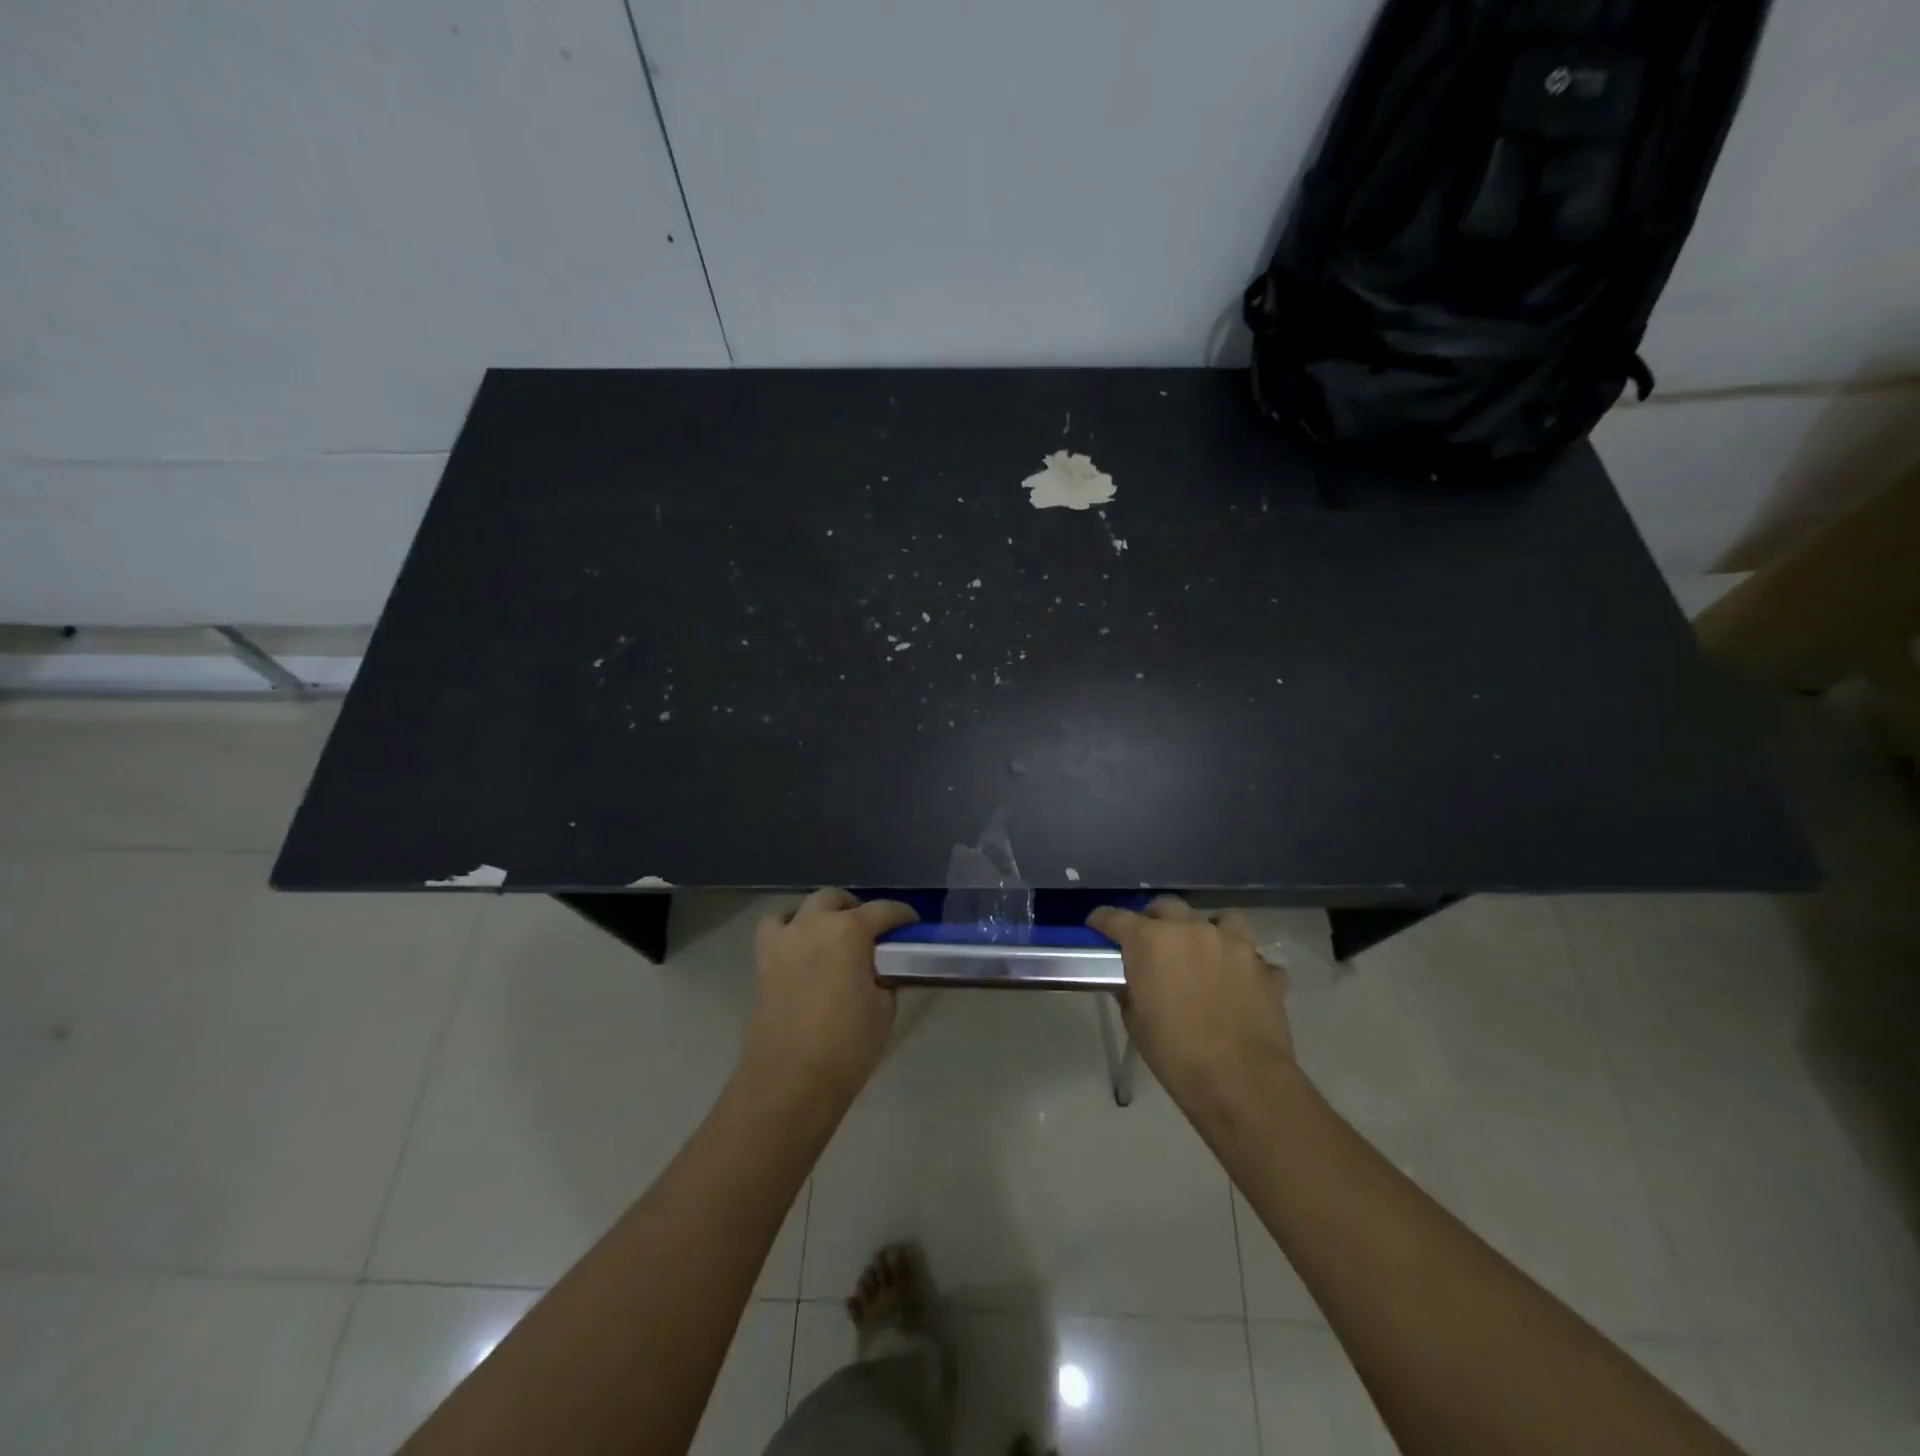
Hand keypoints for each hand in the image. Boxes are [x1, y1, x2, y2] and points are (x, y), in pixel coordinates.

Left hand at [739, 888, 917, 1104]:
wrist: (789, 1083)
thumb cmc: (846, 1046)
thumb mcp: (884, 1009)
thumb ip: (885, 977)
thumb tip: (881, 970)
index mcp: (849, 931)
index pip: (884, 910)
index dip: (902, 916)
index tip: (912, 926)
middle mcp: (813, 925)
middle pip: (836, 899)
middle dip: (856, 909)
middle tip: (871, 934)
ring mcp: (784, 941)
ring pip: (801, 907)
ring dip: (820, 915)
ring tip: (833, 937)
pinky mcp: (763, 963)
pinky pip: (775, 931)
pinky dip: (789, 931)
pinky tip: (802, 951)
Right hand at [1088, 896, 1294, 1114]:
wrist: (1240, 1081)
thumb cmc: (1175, 1052)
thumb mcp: (1136, 1021)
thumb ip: (1130, 989)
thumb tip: (1132, 981)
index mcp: (1151, 941)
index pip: (1116, 917)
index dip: (1102, 921)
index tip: (1096, 926)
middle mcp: (1192, 930)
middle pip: (1168, 906)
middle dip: (1155, 919)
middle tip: (1152, 942)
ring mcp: (1234, 945)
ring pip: (1221, 920)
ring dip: (1209, 931)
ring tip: (1206, 952)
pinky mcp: (1265, 968)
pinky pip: (1254, 958)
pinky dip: (1244, 967)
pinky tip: (1240, 985)